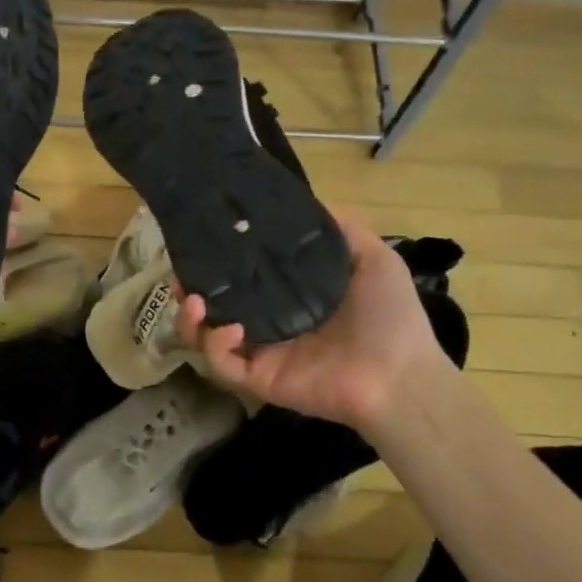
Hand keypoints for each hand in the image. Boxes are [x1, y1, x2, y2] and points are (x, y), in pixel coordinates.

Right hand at [175, 213, 442, 431]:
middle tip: (179, 278)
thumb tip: (308, 201)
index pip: (240, 279)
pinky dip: (215, 346)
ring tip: (194, 299)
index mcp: (289, 297)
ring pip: (205, 339)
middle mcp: (268, 324)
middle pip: (212, 309)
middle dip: (189, 293)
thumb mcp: (372, 259)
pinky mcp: (258, 379)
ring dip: (190, 320)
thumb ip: (340, 230)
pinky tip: (230, 329)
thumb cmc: (390, 316)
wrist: (402, 376)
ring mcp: (260, 353)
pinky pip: (221, 365)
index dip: (216, 264)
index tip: (199, 244)